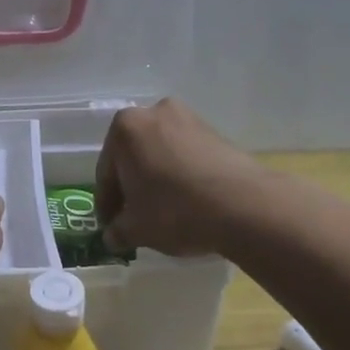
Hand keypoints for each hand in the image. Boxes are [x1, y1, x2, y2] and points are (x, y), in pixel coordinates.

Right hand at [95, 98, 263, 257]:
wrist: (243, 204)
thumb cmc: (175, 210)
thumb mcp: (137, 228)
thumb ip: (118, 231)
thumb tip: (112, 236)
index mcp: (125, 128)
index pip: (106, 171)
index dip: (107, 203)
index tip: (110, 225)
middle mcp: (154, 112)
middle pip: (134, 155)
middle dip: (132, 185)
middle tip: (134, 216)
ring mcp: (188, 118)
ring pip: (161, 152)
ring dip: (157, 178)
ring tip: (163, 210)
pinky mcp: (215, 131)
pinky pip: (185, 154)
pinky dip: (180, 174)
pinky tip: (187, 200)